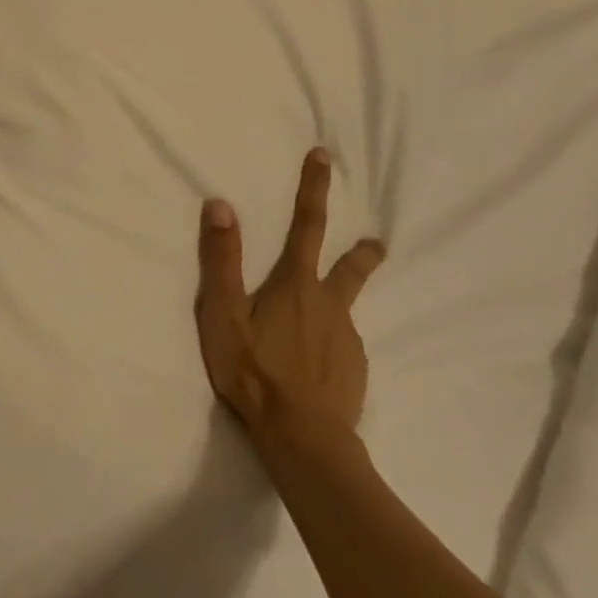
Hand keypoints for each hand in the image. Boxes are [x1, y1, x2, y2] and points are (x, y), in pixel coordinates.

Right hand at [195, 147, 386, 456]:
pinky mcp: (354, 373)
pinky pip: (342, 349)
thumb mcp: (223, 313)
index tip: (324, 156)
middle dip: (362, 252)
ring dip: (337, 306)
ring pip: (343, 313)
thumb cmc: (254, 371)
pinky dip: (332, 347)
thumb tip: (220, 204)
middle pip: (351, 269)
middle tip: (377, 244)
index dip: (313, 188)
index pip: (306, 224)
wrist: (302, 441)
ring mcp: (346, 341)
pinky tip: (319, 368)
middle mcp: (329, 305)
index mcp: (296, 284)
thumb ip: (221, 259)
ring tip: (323, 325)